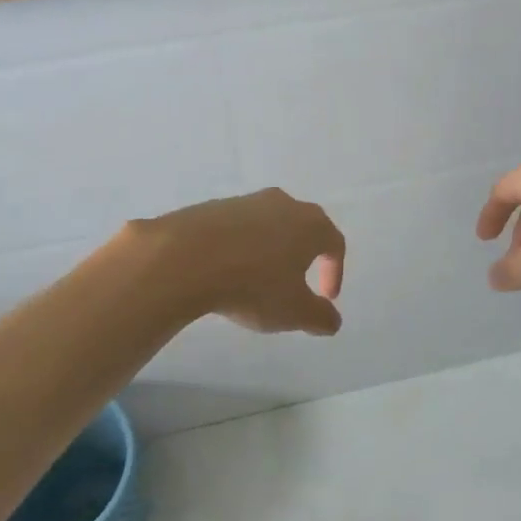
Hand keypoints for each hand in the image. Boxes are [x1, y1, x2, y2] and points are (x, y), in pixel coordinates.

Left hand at [143, 188, 345, 334]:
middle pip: (303, 227)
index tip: (326, 297)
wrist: (185, 257)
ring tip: (257, 280)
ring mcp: (247, 201)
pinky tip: (227, 270)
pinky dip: (241, 247)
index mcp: (311, 225)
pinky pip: (239, 228)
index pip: (334, 243)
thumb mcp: (293, 312)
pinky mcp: (215, 206)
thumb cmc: (252, 284)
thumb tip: (332, 319)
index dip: (335, 271)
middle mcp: (284, 204)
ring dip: (270, 250)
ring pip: (270, 225)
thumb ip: (320, 317)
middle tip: (296, 283)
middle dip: (304, 256)